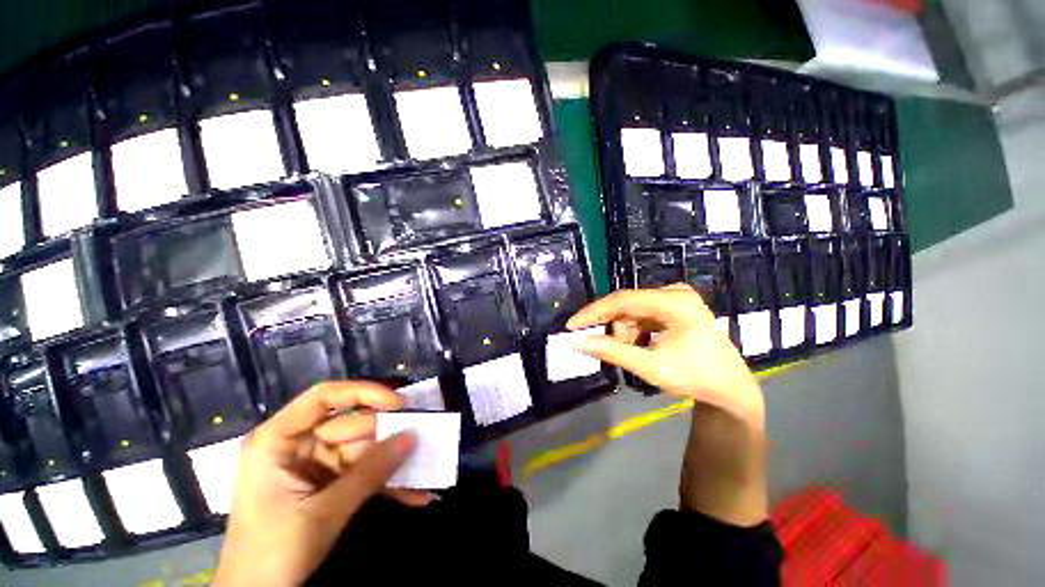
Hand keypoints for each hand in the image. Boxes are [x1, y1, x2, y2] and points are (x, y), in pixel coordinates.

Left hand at [214, 381, 419, 586]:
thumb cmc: (271, 552)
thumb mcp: (322, 513)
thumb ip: (369, 473)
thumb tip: (412, 436)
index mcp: (279, 441)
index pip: (323, 397)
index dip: (363, 393)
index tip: (398, 403)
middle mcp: (299, 445)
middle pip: (353, 425)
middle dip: (389, 436)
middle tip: (425, 441)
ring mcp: (315, 465)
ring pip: (365, 450)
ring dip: (394, 463)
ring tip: (426, 467)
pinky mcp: (329, 484)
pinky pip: (364, 473)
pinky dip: (387, 483)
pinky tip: (413, 493)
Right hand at [567, 284, 763, 429]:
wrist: (730, 387)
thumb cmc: (694, 378)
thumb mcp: (650, 367)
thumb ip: (611, 352)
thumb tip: (577, 341)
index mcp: (675, 303)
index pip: (622, 300)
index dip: (593, 312)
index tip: (572, 326)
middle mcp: (675, 292)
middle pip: (627, 305)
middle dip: (615, 328)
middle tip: (616, 351)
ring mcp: (676, 297)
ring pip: (632, 310)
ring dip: (626, 331)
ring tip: (638, 353)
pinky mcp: (675, 304)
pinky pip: (642, 313)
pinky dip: (635, 329)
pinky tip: (645, 344)